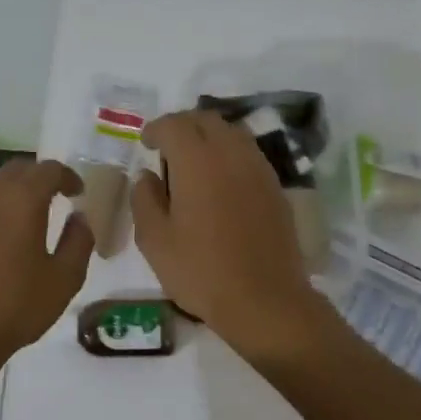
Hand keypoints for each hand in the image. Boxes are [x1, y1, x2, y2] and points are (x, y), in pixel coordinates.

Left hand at [0, 158, 92, 378]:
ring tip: (30, 216)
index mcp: (22, 199)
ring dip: (15, 192)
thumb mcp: (64, 279)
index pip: (49, 170)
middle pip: (18, 170)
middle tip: (57, 196)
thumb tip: (79, 218)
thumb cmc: (15, 307)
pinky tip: (2, 239)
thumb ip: (79, 241)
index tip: (79, 192)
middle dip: (40, 177)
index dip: (68, 176)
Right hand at [131, 111, 332, 362]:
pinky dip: (230, 154)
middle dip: (182, 126)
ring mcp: (259, 168)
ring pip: (232, 132)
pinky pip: (249, 154)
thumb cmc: (201, 271)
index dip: (155, 129)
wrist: (264, 299)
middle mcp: (231, 153)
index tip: (145, 143)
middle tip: (167, 147)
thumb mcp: (155, 241)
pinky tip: (221, 181)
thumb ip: (144, 199)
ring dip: (209, 137)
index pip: (174, 124)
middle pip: (206, 120)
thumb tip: (147, 176)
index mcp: (197, 161)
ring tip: (194, 162)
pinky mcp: (275, 186)